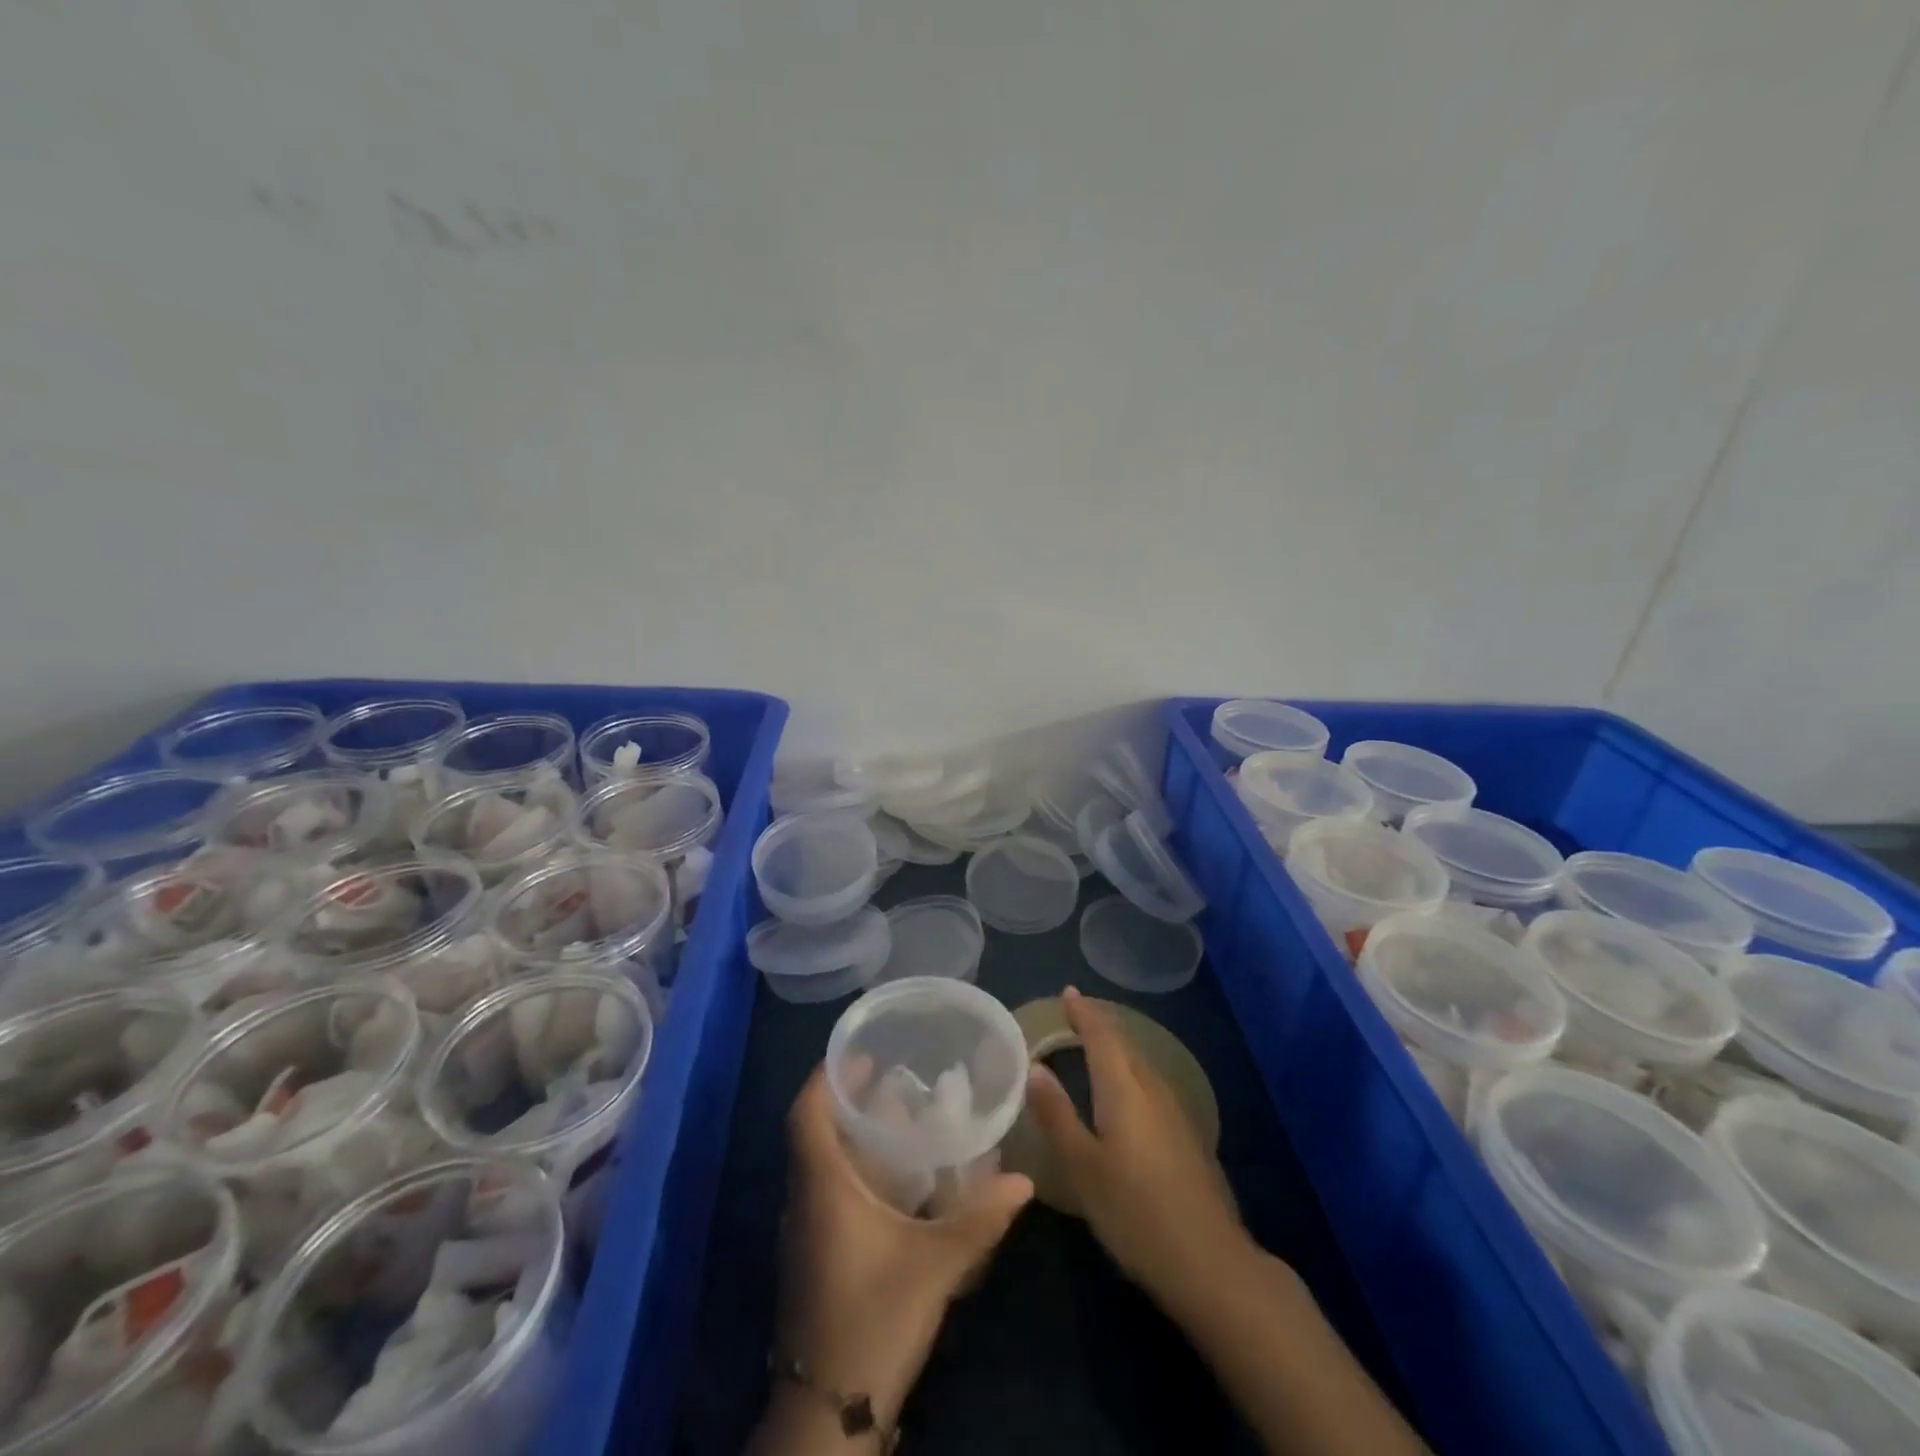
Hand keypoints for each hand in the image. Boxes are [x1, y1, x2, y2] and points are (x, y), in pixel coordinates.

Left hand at [765, 1063, 1033, 1439]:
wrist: (828, 1411)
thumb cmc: (873, 1319)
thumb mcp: (934, 1266)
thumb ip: (978, 1220)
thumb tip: (1023, 1181)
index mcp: (821, 1187)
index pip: (806, 1113)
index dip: (826, 1076)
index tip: (860, 1052)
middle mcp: (805, 1200)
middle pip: (815, 1132)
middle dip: (848, 1100)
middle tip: (890, 1076)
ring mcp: (805, 1231)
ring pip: (821, 1163)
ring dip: (851, 1136)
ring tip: (897, 1117)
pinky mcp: (814, 1256)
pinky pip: (827, 1191)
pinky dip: (853, 1169)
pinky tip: (892, 1179)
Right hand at [1025, 987, 1250, 1321]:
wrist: (1211, 1262)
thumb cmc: (1135, 1211)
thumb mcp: (1082, 1166)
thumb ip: (1057, 1114)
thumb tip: (1035, 1067)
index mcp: (1124, 1087)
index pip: (1101, 1034)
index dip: (1083, 1012)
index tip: (1067, 992)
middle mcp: (1152, 1088)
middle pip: (1124, 1043)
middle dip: (1099, 1025)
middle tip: (1073, 1015)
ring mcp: (1175, 1111)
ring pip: (1139, 1063)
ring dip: (1116, 1047)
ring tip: (1092, 1045)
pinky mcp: (1186, 1135)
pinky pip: (1150, 1083)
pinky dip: (1129, 1071)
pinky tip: (1122, 1092)